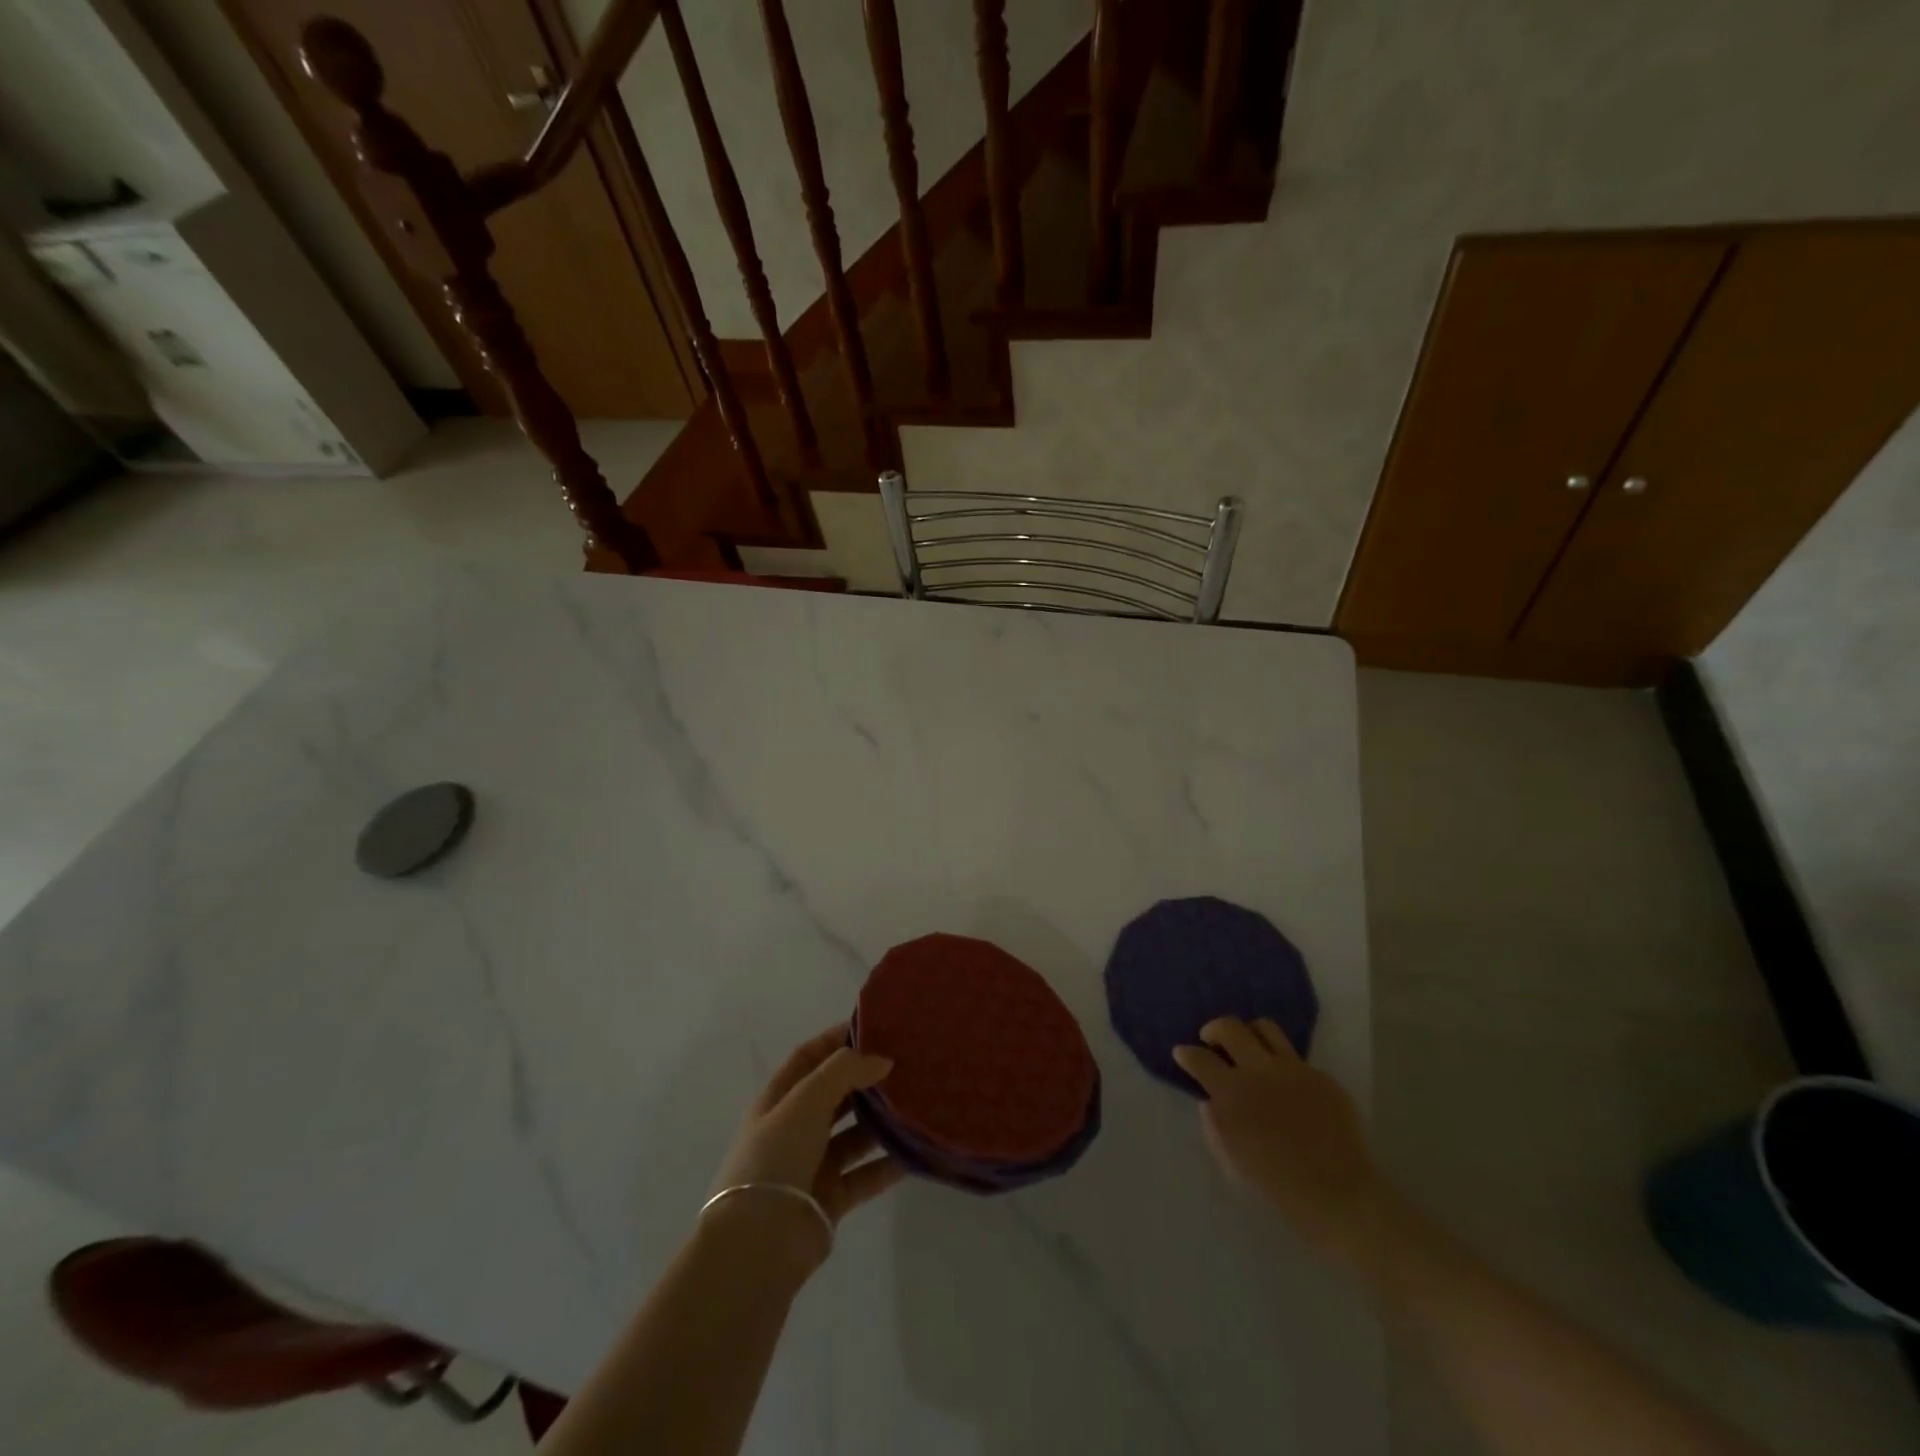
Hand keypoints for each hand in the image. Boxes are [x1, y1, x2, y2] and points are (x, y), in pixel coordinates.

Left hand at [707, 1026, 903, 1270]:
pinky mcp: (832, 1197)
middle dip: (865, 1078)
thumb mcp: (806, 1099)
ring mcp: (813, 1164)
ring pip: (854, 1134)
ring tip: (916, 1103)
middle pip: (835, 1094)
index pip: (809, 1057)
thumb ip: (845, 1071)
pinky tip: (914, 1151)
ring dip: (880, 1120)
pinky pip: (866, 1173)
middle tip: (906, 1064)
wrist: (759, 1242)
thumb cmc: (776, 1157)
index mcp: (779, 1099)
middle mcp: (795, 1127)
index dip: (836, 1039)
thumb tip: (882, 1060)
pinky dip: (888, 1163)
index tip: (874, 1029)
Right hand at [1173, 1017, 1389, 1270]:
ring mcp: (1294, 1069)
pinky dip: (1282, 1065)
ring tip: (1248, 1049)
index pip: (1200, 1058)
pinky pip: (1296, 1058)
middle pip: (1229, 1027)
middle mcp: (1260, 1070)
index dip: (1186, 1053)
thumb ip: (1215, 1127)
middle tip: (1211, 1040)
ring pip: (1264, 1028)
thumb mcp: (1232, 1163)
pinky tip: (1286, 1087)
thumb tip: (1210, 1101)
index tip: (1182, 1053)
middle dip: (1214, 1030)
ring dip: (1249, 1034)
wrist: (1340, 1197)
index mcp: (1232, 1092)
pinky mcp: (1322, 1076)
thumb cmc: (1278, 1187)